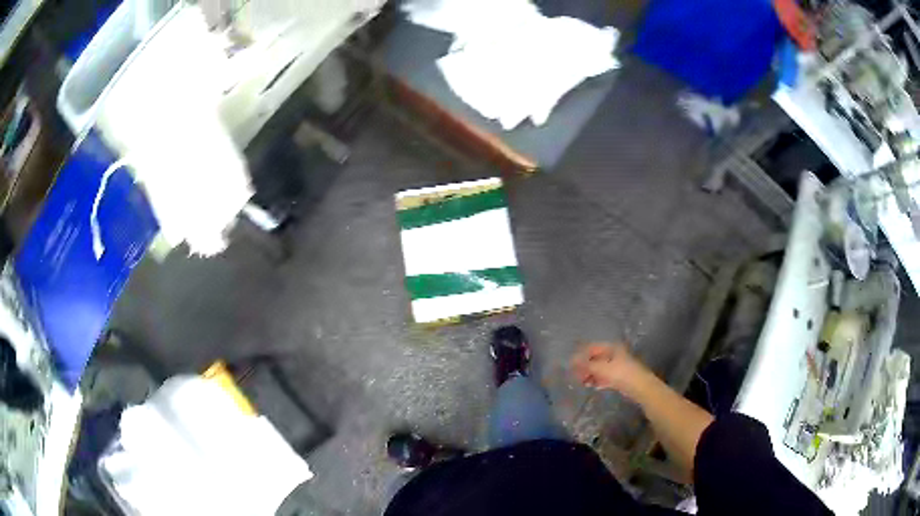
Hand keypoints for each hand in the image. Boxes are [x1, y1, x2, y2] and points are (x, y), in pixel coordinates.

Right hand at [571, 342, 646, 394]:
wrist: (639, 386)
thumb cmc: (620, 372)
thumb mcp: (600, 367)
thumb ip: (585, 364)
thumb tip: (571, 361)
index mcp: (611, 347)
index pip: (592, 348)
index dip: (581, 355)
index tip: (571, 364)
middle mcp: (614, 354)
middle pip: (595, 358)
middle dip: (585, 366)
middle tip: (575, 376)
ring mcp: (617, 366)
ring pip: (600, 369)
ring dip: (590, 375)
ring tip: (582, 383)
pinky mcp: (619, 377)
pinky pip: (605, 377)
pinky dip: (598, 380)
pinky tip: (592, 386)